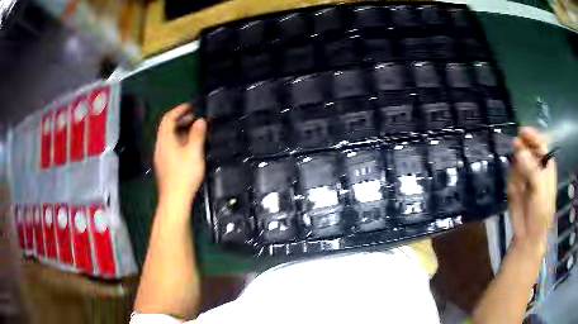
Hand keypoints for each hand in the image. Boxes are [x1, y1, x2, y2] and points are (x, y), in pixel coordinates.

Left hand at [154, 104, 206, 204]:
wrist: (175, 200)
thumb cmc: (184, 175)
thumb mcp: (194, 152)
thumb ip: (197, 135)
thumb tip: (200, 121)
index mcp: (165, 140)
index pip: (168, 118)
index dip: (179, 109)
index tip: (191, 106)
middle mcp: (160, 146)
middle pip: (167, 127)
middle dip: (180, 119)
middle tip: (195, 117)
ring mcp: (161, 156)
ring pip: (169, 137)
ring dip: (180, 130)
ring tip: (194, 129)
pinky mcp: (164, 165)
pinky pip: (170, 146)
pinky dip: (179, 140)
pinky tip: (189, 146)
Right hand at [508, 127, 556, 249]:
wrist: (528, 234)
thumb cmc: (540, 214)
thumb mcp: (539, 192)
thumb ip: (531, 170)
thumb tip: (518, 148)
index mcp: (546, 166)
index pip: (541, 144)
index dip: (533, 136)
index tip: (522, 132)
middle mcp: (536, 166)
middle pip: (529, 148)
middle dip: (522, 146)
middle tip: (515, 146)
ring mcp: (525, 174)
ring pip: (519, 159)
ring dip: (516, 161)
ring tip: (517, 175)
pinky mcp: (515, 183)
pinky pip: (512, 171)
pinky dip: (511, 174)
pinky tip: (514, 185)